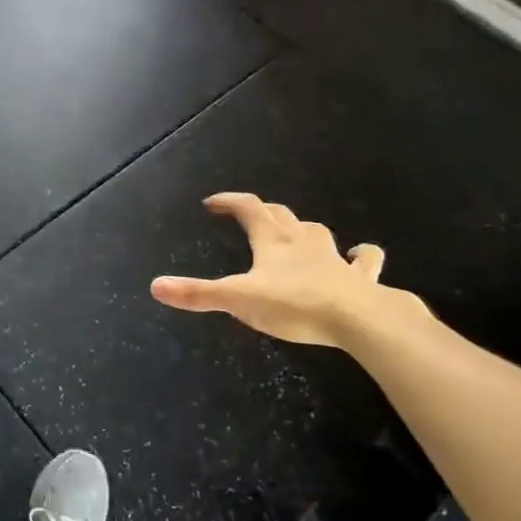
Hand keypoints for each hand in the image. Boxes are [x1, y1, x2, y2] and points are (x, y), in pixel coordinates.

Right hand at [150, 193, 420, 347]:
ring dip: (304, 229)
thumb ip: (197, 294)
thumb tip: (156, 286)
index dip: (230, 201)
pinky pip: (365, 262)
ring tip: (297, 231)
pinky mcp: (361, 279)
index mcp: (272, 242)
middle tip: (249, 214)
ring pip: (317, 232)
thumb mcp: (238, 299)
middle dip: (263, 211)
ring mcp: (335, 259)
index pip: (248, 209)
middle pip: (281, 216)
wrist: (359, 319)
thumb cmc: (294, 305)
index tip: (213, 203)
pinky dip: (363, 256)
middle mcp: (302, 243)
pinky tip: (362, 255)